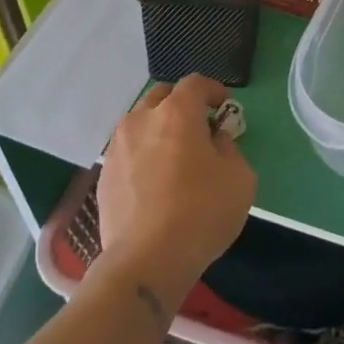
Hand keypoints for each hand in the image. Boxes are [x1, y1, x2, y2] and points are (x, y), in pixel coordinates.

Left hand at [94, 75, 256, 312]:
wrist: (146, 260)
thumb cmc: (202, 212)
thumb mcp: (240, 177)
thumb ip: (229, 149)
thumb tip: (214, 142)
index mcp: (176, 113)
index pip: (195, 83)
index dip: (213, 89)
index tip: (224, 106)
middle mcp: (141, 121)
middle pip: (161, 96)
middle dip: (182, 104)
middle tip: (199, 127)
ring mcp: (117, 148)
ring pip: (140, 123)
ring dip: (159, 129)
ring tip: (175, 155)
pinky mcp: (103, 176)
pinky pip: (128, 152)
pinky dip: (144, 154)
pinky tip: (156, 181)